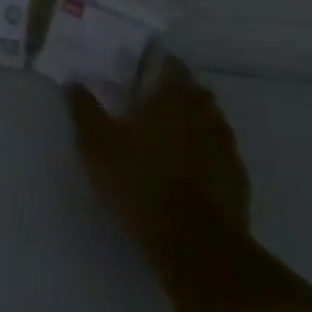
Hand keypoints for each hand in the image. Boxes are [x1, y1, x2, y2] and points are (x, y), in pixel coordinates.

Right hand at [68, 59, 250, 277]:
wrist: (196, 245)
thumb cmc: (139, 182)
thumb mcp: (96, 144)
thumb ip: (85, 110)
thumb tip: (73, 83)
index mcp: (172, 98)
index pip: (172, 67)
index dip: (157, 66)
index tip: (139, 73)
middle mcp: (204, 114)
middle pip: (195, 92)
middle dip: (176, 94)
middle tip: (149, 104)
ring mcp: (226, 148)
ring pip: (209, 122)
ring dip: (192, 123)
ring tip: (165, 137)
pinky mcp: (238, 180)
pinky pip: (218, 153)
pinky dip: (204, 153)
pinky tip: (185, 169)